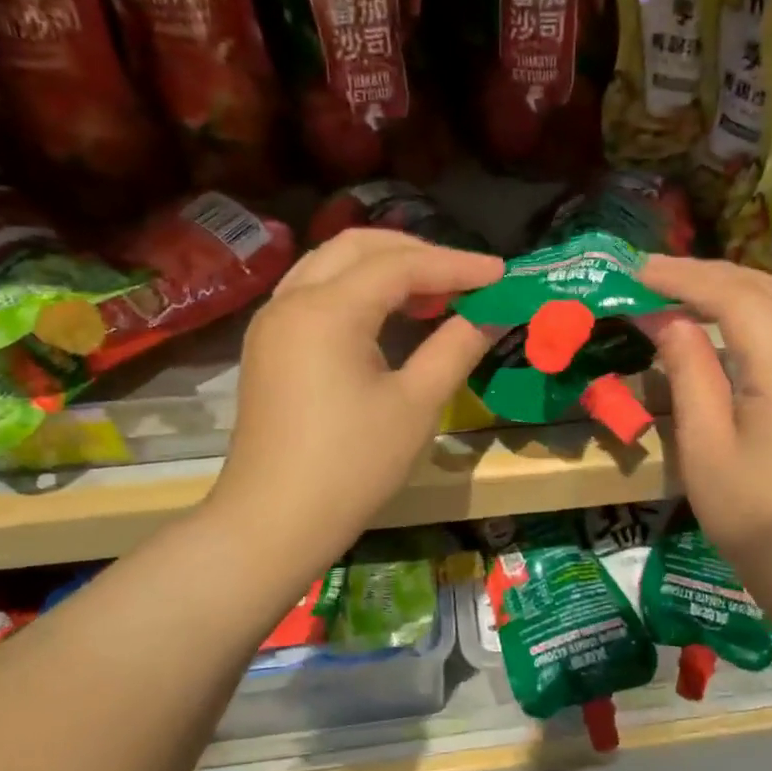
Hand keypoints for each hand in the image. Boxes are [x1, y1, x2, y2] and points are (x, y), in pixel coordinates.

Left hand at [209, 229, 502, 567]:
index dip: (456, 265)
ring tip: (434, 293)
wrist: (275, 522)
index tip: (502, 275)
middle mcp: (291, 300)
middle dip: (418, 254)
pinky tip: (389, 315)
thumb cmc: (352, 466)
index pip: (400, 265)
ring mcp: (273, 322)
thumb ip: (456, 348)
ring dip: (385, 267)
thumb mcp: (416, 405)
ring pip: (332, 265)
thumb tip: (492, 313)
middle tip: (467, 279)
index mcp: (326, 310)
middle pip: (359, 248)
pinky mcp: (269, 346)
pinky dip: (358, 289)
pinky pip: (317, 292)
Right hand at [639, 255, 771, 569]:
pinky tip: (731, 324)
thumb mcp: (705, 447)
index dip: (683, 277)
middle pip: (764, 287)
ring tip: (686, 292)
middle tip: (654, 277)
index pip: (734, 296)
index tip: (637, 271)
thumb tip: (668, 320)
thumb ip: (689, 373)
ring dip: (735, 287)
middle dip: (707, 274)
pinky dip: (760, 310)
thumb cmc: (754, 516)